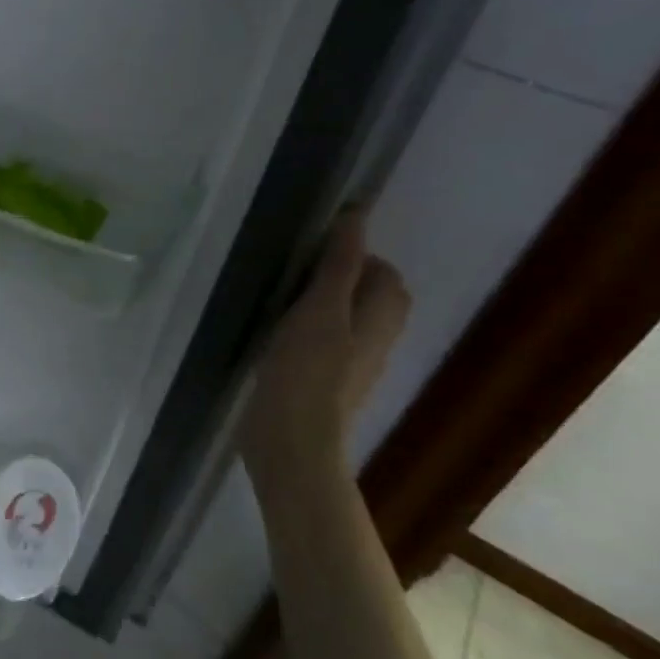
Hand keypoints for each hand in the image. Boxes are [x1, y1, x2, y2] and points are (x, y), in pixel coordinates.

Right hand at [237, 209, 410, 483]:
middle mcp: (374, 341)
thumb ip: (338, 264)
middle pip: (368, 298)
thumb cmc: (307, 371)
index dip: (355, 256)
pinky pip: (324, 347)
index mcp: (380, 318)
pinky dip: (306, 335)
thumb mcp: (320, 308)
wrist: (292, 442)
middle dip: (337, 280)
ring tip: (279, 303)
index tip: (311, 256)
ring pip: (344, 323)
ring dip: (319, 308)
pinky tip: (275, 339)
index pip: (384, 273)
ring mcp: (350, 368)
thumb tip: (356, 215)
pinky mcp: (323, 387)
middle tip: (292, 278)